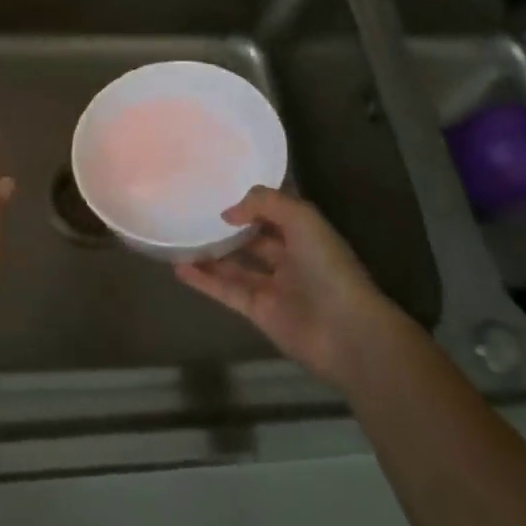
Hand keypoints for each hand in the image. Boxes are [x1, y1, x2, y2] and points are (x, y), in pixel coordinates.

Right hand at [176, 187, 396, 389]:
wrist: (346, 332)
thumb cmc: (328, 267)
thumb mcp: (301, 218)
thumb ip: (264, 204)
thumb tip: (228, 213)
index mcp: (305, 234)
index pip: (274, 213)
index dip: (251, 203)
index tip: (219, 193)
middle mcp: (290, 258)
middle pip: (253, 239)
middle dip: (228, 229)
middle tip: (193, 215)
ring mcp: (273, 286)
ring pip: (236, 265)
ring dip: (210, 254)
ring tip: (179, 239)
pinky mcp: (258, 312)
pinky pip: (226, 291)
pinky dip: (204, 280)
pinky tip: (179, 268)